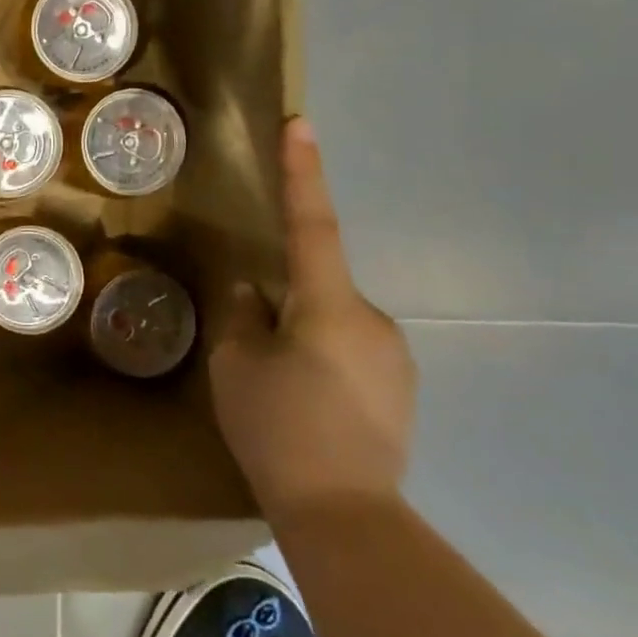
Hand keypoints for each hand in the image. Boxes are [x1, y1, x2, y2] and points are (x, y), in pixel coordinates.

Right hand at [209, 118, 416, 518]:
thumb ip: (242, 314)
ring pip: (332, 321)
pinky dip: (322, 361)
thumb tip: (253, 289)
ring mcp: (394, 354)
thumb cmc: (278, 427)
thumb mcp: (236, 365)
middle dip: (284, 302)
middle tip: (253, 351)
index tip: (301, 124)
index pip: (312, 224)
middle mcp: (372, 318)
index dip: (303, 172)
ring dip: (302, 337)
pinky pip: (351, 351)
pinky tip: (307, 406)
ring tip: (279, 390)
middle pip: (317, 285)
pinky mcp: (401, 386)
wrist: (345, 512)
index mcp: (328, 304)